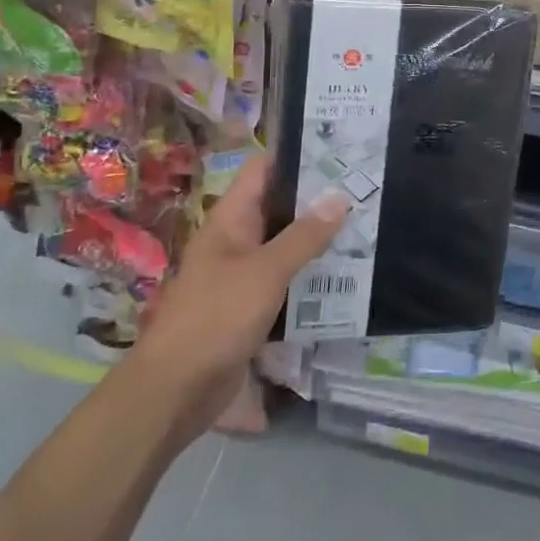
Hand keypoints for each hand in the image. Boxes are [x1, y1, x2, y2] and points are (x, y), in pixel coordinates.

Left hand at [135, 155, 347, 438]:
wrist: (175, 391)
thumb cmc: (216, 317)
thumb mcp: (265, 271)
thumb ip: (304, 236)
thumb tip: (339, 197)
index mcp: (231, 219)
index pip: (264, 170)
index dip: (297, 155)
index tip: (339, 149)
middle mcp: (236, 239)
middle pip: (280, 206)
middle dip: (318, 198)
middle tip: (364, 186)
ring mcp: (242, 273)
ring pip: (286, 244)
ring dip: (318, 238)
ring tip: (365, 223)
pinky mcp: (251, 306)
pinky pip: (286, 279)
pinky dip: (310, 274)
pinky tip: (345, 273)